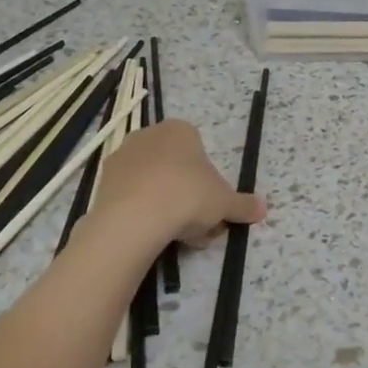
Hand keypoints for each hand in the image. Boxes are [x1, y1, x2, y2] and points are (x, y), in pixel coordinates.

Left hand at [92, 119, 266, 249]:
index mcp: (181, 130)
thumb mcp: (225, 203)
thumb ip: (244, 205)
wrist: (135, 217)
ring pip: (153, 183)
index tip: (212, 206)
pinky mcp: (103, 181)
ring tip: (177, 236)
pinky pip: (131, 195)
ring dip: (166, 206)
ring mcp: (122, 157)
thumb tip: (263, 209)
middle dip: (188, 195)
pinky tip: (152, 235)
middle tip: (199, 225)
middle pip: (176, 168)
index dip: (209, 182)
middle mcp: (149, 135)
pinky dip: (142, 212)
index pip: (200, 153)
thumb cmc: (188, 196)